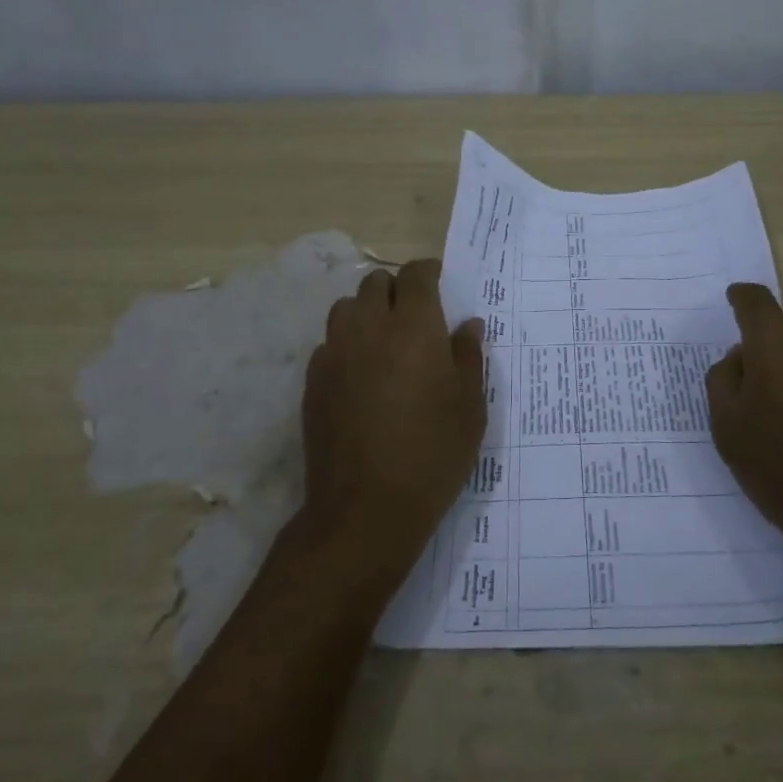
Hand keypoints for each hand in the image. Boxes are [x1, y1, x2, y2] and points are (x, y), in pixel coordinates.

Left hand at [300, 259, 485, 587]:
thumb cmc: (433, 454)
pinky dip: (348, 344)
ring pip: (346, 308)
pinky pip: (330, 343)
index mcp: (414, 327)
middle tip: (417, 316)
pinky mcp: (313, 381)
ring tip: (386, 340)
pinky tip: (363, 376)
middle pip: (375, 283)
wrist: (365, 509)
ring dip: (367, 312)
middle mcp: (369, 329)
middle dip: (397, 289)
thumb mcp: (470, 407)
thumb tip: (468, 324)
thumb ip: (469, 357)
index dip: (429, 272)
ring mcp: (335, 354)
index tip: (440, 283)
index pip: (415, 274)